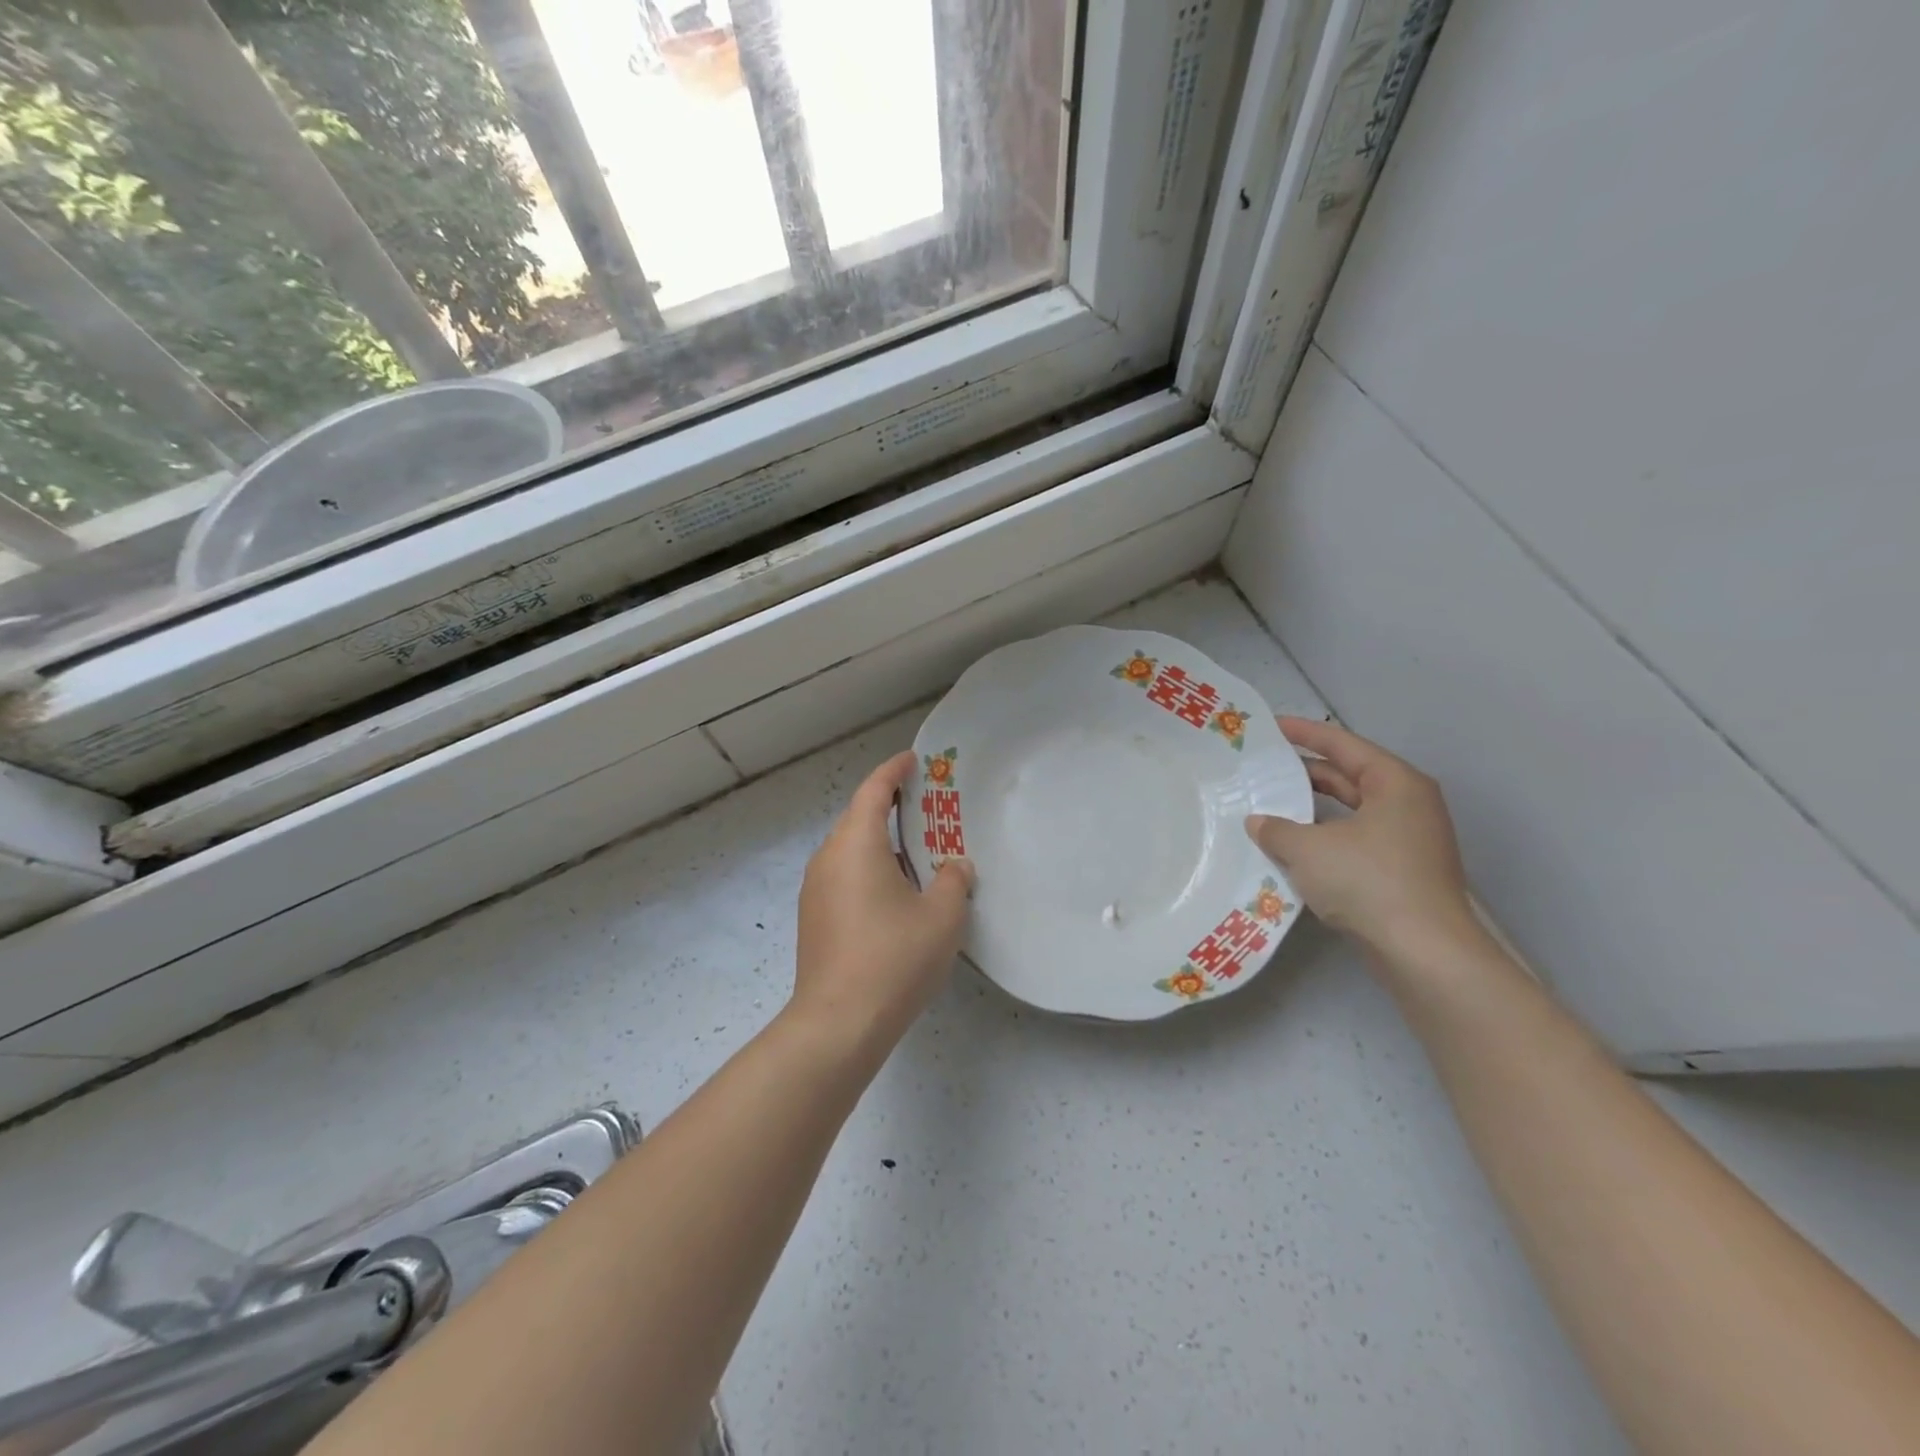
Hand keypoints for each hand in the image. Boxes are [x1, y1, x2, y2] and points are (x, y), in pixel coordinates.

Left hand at [791, 751, 974, 1055]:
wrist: (839, 1023)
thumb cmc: (894, 958)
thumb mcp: (942, 916)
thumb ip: (954, 880)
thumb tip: (954, 866)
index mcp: (855, 844)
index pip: (873, 791)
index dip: (894, 771)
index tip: (914, 760)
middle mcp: (828, 858)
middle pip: (859, 819)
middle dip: (891, 808)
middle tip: (927, 809)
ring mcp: (816, 889)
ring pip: (851, 851)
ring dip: (882, 844)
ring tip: (918, 854)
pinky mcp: (814, 918)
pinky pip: (844, 877)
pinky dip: (870, 870)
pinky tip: (896, 896)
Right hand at [1246, 717, 1483, 966]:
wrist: (1424, 952)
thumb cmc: (1368, 882)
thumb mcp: (1308, 849)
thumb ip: (1276, 829)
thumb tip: (1258, 822)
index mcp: (1396, 783)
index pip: (1343, 745)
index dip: (1305, 733)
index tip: (1271, 726)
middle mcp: (1409, 805)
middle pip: (1349, 777)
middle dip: (1306, 773)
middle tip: (1265, 768)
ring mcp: (1410, 841)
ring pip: (1351, 813)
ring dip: (1312, 811)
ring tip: (1271, 807)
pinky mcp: (1403, 873)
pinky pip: (1356, 842)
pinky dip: (1325, 840)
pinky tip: (1293, 850)